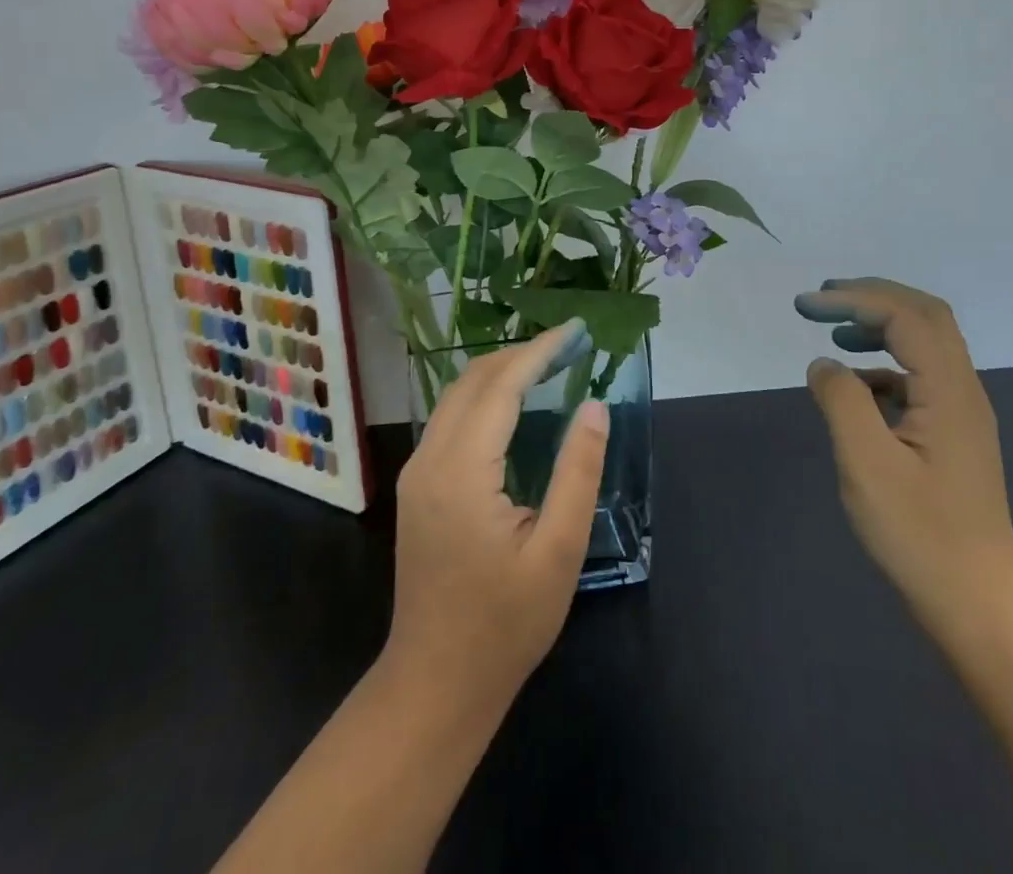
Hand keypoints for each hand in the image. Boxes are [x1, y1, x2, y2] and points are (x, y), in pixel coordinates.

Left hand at [386, 320, 608, 708]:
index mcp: (462, 471)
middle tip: (570, 345)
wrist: (436, 683)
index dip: (540, 352)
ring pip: (457, 396)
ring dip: (501, 371)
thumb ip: (578, 473)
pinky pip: (451, 419)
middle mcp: (430, 459)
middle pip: (473, 380)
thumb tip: (595, 407)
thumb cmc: (505, 623)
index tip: (576, 330)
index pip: (501, 386)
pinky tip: (515, 404)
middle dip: (521, 353)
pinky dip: (485, 396)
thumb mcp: (558, 551)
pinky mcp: (419, 486)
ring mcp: (418, 472)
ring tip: (550, 364)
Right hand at [795, 278, 1012, 636]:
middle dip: (872, 296)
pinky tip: (856, 387)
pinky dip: (884, 363)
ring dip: (881, 325)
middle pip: (925, 315)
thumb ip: (841, 401)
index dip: (852, 299)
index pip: (903, 315)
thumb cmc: (919, 534)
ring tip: (835, 331)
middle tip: (823, 298)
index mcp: (949, 390)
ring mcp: (962, 413)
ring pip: (927, 343)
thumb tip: (823, 364)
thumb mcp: (866, 464)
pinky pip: (920, 377)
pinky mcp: (954, 435)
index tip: (805, 306)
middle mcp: (964, 390)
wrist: (979, 604)